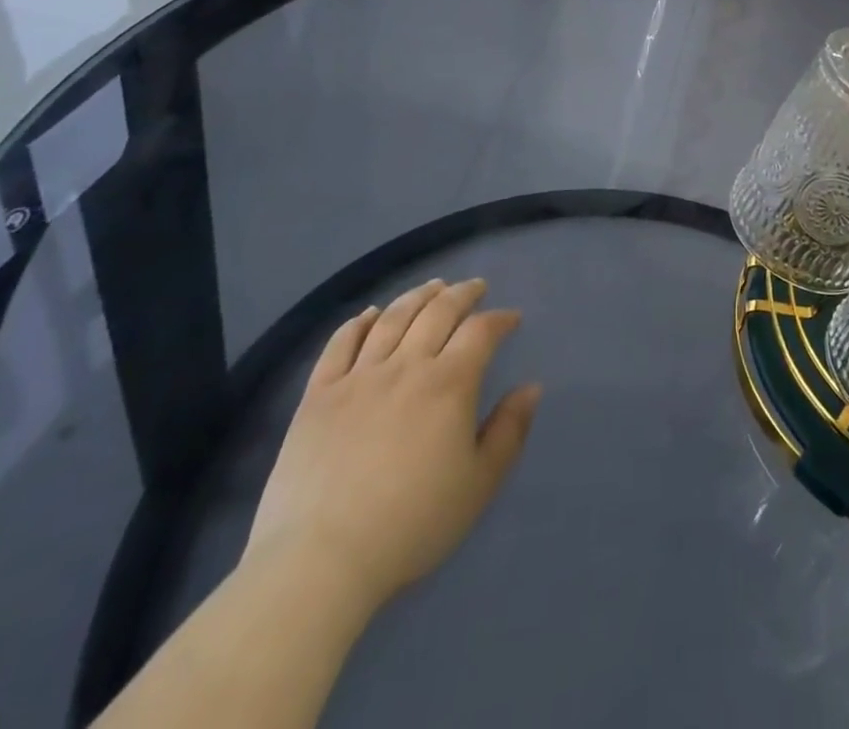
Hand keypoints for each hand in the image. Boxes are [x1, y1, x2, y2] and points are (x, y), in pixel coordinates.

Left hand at [242, 279, 540, 618]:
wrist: (319, 561)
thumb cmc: (411, 524)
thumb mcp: (479, 484)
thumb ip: (510, 430)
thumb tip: (531, 387)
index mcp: (449, 384)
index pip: (481, 331)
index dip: (500, 319)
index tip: (511, 319)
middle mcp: (406, 366)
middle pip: (438, 312)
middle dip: (462, 294)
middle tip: (475, 287)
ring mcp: (357, 378)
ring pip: (392, 319)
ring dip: (417, 296)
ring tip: (433, 287)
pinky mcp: (317, 396)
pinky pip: (340, 345)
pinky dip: (358, 322)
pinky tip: (370, 313)